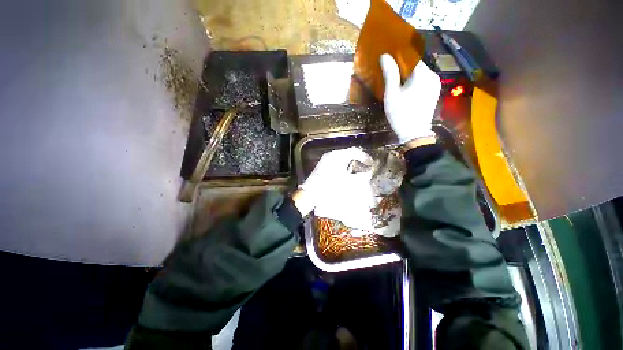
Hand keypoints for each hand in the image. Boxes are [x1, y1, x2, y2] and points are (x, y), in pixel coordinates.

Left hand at [298, 147, 372, 210]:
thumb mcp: (348, 182)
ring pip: (341, 158)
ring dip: (349, 164)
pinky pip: (335, 163)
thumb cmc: (330, 186)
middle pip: (347, 154)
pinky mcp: (321, 166)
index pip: (354, 151)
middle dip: (357, 160)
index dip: (364, 157)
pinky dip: (342, 167)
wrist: (311, 193)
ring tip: (355, 172)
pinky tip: (344, 175)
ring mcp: (325, 160)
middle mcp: (331, 155)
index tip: (370, 164)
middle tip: (363, 167)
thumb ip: (360, 177)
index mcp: (338, 156)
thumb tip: (367, 174)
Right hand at [380, 54, 441, 143]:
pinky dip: (414, 81)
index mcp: (423, 74)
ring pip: (420, 73)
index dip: (399, 56)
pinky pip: (423, 81)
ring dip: (408, 74)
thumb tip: (384, 56)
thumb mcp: (392, 94)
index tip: (388, 57)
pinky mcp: (434, 93)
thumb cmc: (401, 114)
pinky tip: (405, 88)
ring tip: (396, 80)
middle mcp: (433, 76)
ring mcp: (435, 85)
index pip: (411, 57)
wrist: (414, 133)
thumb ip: (390, 74)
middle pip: (416, 65)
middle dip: (403, 66)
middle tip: (390, 70)